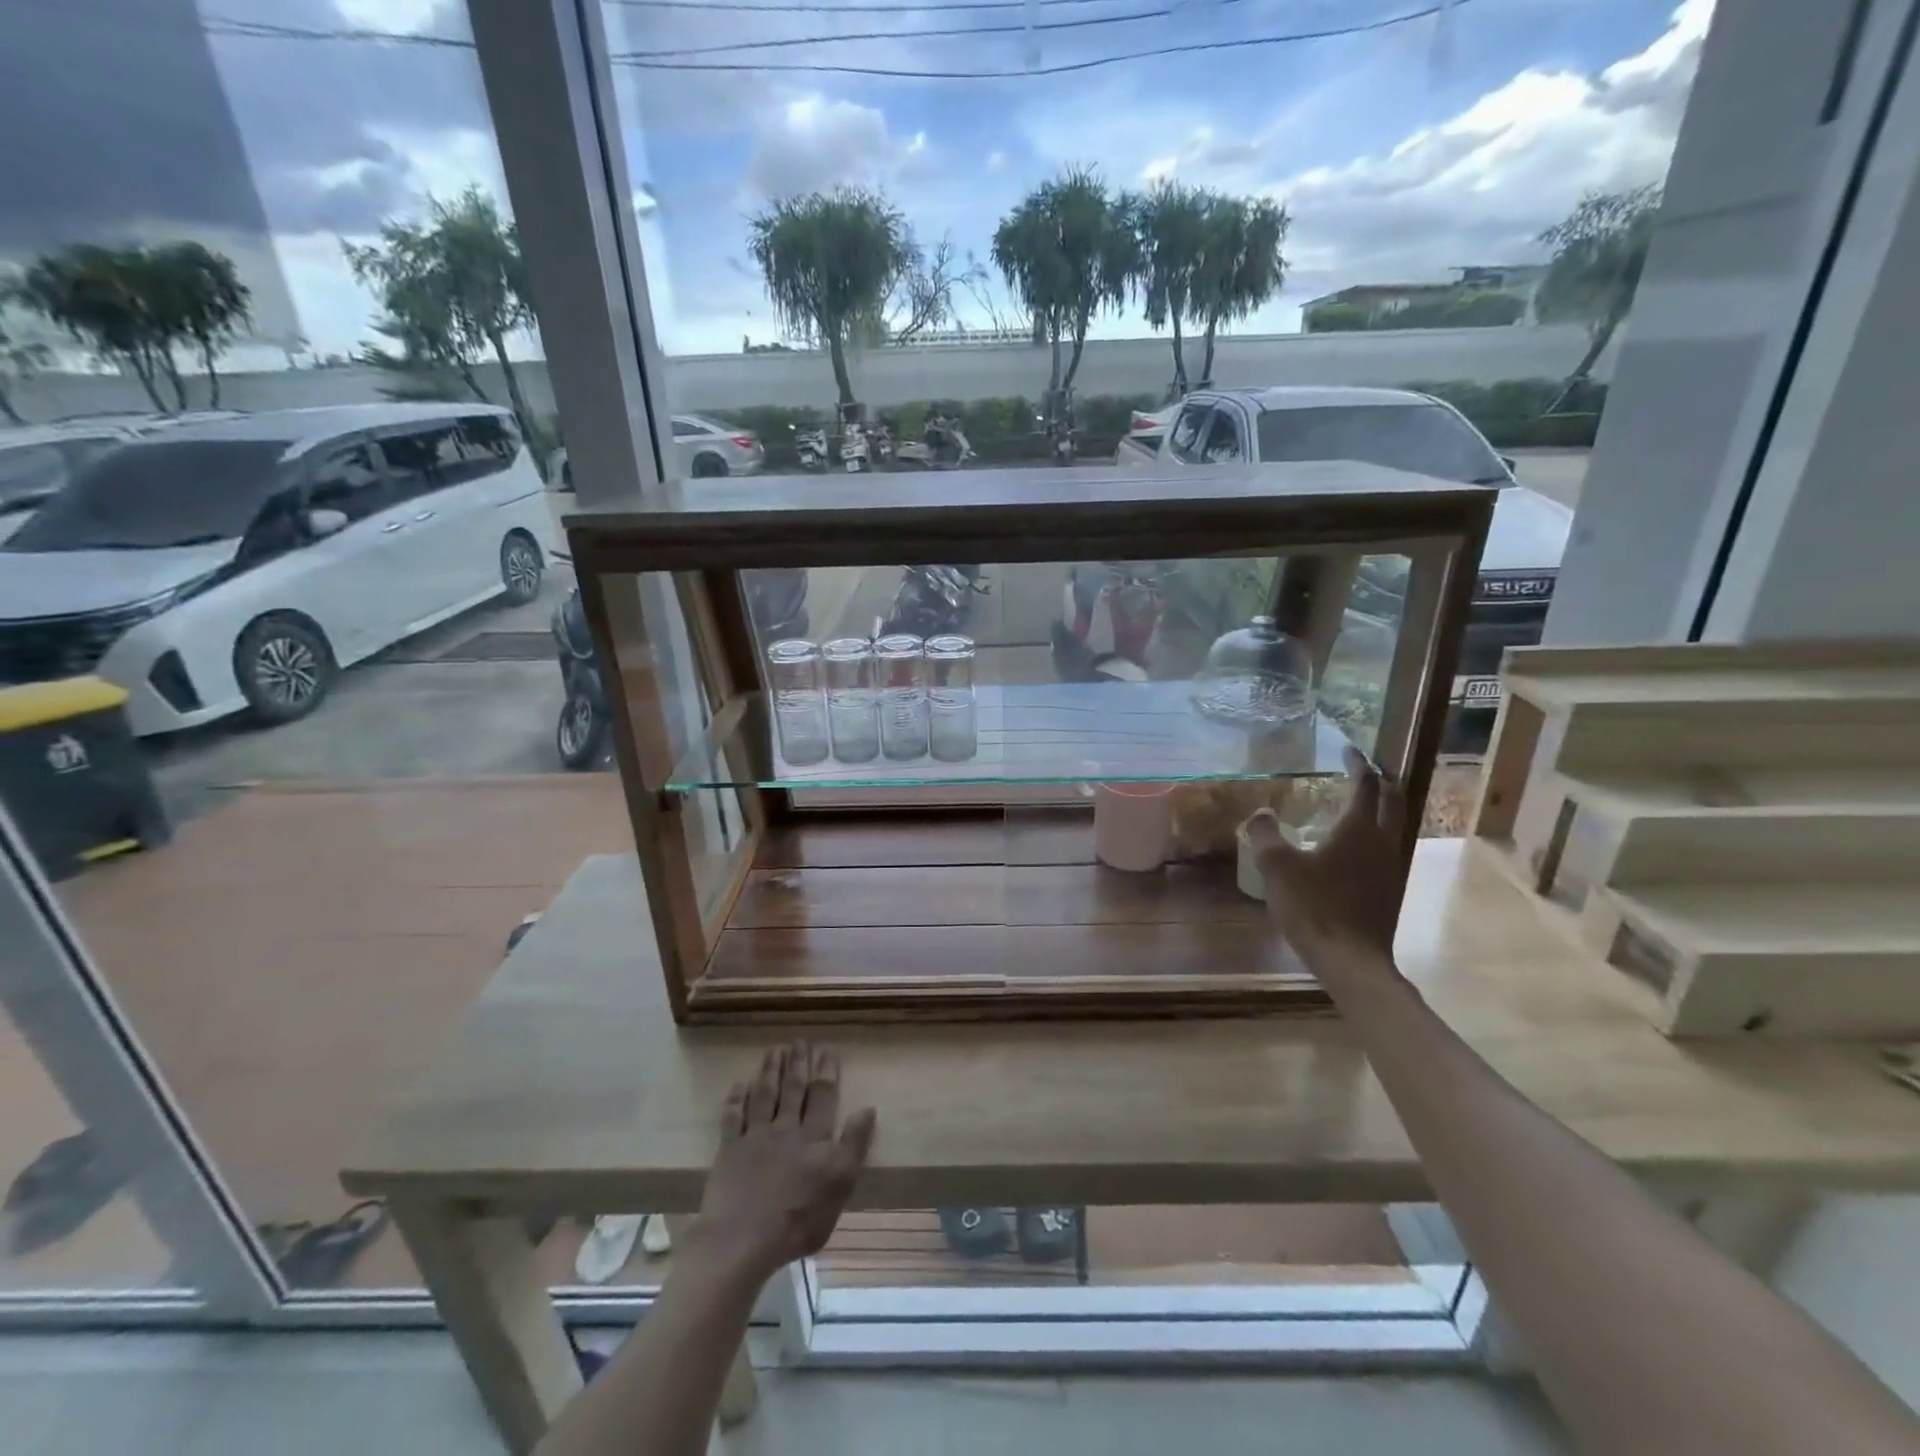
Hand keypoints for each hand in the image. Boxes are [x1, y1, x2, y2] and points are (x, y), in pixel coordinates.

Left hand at [692, 1042, 875, 1283]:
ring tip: (774, 1051)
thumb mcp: (840, 1185)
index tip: (827, 1049)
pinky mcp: (729, 1151)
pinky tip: (739, 1084)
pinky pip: (732, 1117)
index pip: (823, 1096)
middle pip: (793, 1089)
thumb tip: (868, 1108)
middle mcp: (785, 1129)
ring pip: (764, 1096)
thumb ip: (854, 1144)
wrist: (743, 1240)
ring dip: (770, 1071)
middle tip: (799, 1041)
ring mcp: (754, 1137)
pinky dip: (736, 1099)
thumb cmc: (798, 1220)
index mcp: (814, 1138)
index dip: (826, 1071)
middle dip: (797, 1063)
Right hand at [1245, 749, 1404, 972]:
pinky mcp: (1390, 890)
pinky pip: (1388, 849)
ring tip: (1360, 805)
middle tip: (1363, 771)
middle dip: (1380, 782)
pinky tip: (1356, 849)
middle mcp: (1384, 842)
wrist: (1350, 960)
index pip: (1365, 785)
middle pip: (1392, 801)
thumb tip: (1261, 813)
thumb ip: (1265, 835)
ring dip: (1382, 809)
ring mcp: (1392, 868)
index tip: (1348, 750)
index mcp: (1359, 829)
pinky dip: (1376, 836)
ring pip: (1395, 826)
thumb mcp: (1276, 867)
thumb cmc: (1314, 907)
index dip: (1358, 764)